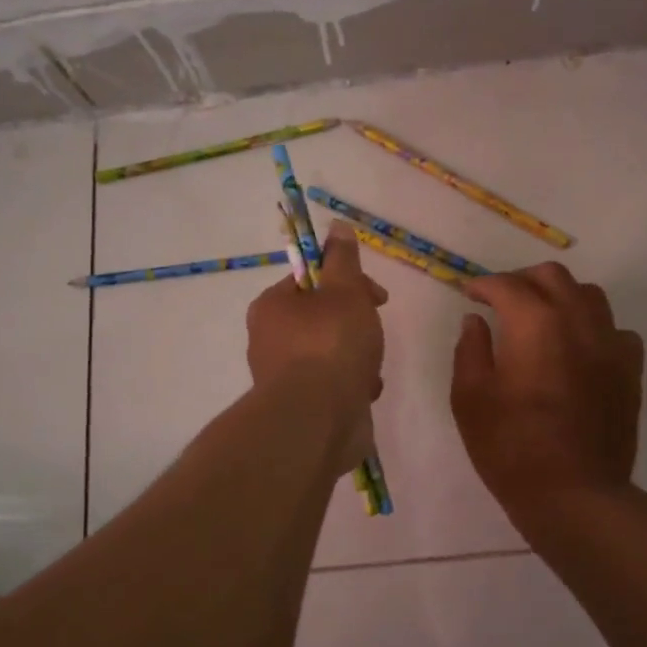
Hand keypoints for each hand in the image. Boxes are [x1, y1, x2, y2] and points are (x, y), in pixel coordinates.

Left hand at [247, 221, 387, 470]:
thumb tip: (337, 226)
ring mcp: (283, 377)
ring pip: (330, 354)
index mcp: (272, 306)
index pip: (311, 281)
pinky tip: (365, 393)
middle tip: (374, 331)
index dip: (348, 282)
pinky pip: (332, 386)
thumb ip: (343, 259)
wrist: (318, 420)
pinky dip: (352, 385)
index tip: (377, 297)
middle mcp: (269, 339)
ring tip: (370, 368)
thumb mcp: (344, 290)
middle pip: (322, 318)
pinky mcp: (299, 407)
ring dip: (357, 357)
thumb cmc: (331, 345)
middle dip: (356, 323)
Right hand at [451, 263, 644, 527]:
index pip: (507, 285)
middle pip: (552, 277)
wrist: (574, 494)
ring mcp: (611, 344)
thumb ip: (470, 350)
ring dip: (560, 296)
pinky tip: (579, 348)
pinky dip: (593, 328)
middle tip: (501, 300)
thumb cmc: (512, 447)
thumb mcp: (471, 399)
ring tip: (541, 317)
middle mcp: (578, 321)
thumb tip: (476, 321)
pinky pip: (615, 330)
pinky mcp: (630, 370)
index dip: (483, 285)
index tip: (469, 294)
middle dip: (522, 280)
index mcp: (535, 323)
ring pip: (589, 295)